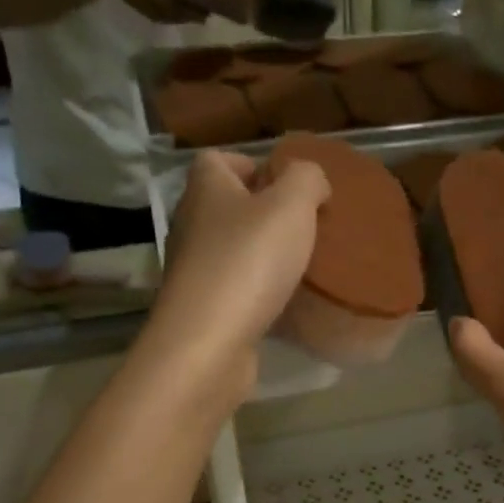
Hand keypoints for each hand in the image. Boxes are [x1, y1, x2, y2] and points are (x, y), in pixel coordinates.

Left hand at [146, 151, 330, 397]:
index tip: (289, 189)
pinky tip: (283, 303)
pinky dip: (256, 292)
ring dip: (262, 256)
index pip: (220, 160)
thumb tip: (312, 179)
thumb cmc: (249, 262)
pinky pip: (234, 289)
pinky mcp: (201, 309)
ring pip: (231, 250)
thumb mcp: (291, 206)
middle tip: (304, 230)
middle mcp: (191, 223)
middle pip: (227, 206)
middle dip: (264, 215)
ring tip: (299, 267)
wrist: (208, 342)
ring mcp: (192, 269)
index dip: (254, 166)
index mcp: (206, 188)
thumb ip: (306, 179)